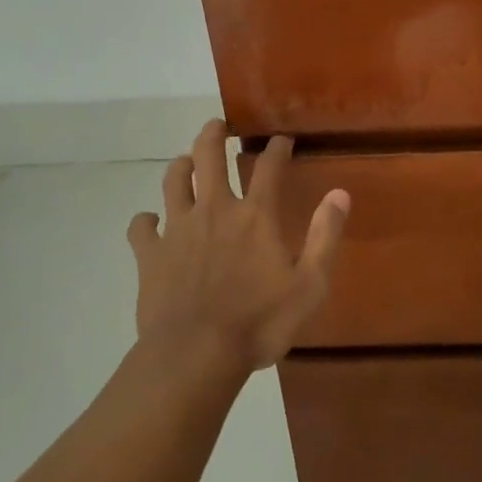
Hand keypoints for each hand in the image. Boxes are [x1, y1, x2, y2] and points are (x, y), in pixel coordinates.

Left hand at [127, 120, 349, 373]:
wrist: (196, 355)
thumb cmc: (259, 323)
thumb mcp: (309, 285)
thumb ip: (325, 236)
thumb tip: (340, 193)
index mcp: (255, 215)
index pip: (269, 166)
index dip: (278, 147)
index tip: (282, 138)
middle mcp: (215, 209)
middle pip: (209, 156)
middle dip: (214, 134)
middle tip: (218, 126)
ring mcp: (178, 229)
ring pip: (173, 180)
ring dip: (181, 165)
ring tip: (186, 162)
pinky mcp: (150, 254)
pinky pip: (141, 226)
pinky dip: (146, 220)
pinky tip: (151, 223)